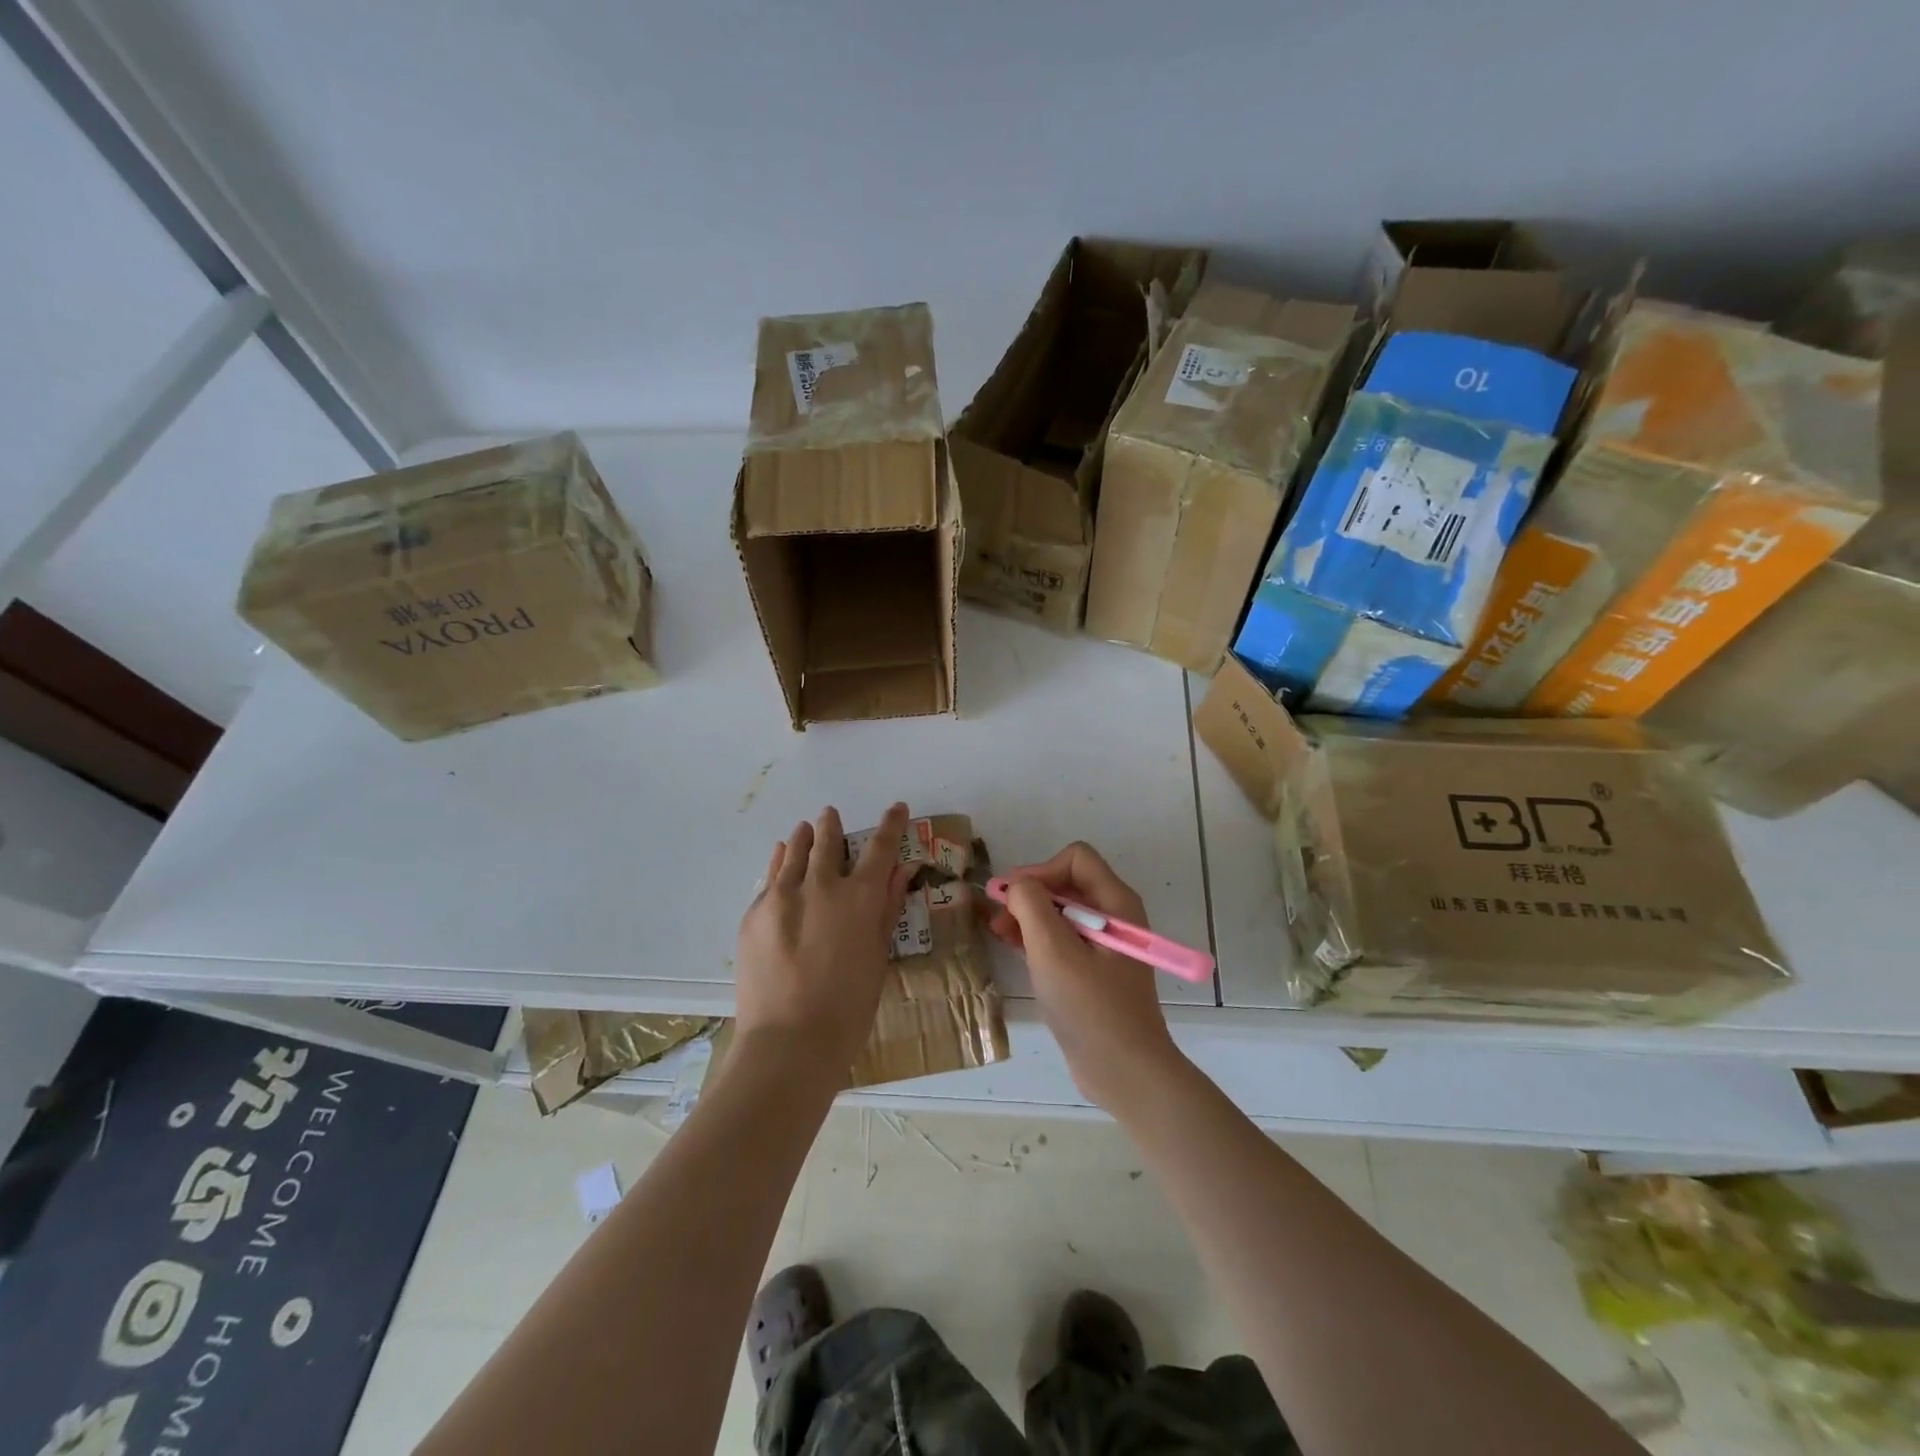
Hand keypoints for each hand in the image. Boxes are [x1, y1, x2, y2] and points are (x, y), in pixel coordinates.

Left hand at [734, 803, 913, 1085]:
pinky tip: (781, 856)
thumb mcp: (878, 955)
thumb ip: (887, 907)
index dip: (891, 824)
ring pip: (794, 851)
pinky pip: (771, 877)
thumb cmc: (849, 1006)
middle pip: (827, 841)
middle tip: (831, 816)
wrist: (789, 1041)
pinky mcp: (754, 913)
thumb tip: (902, 870)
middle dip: (832, 825)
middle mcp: (820, 885)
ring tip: (806, 828)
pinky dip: (780, 862)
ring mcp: (782, 896)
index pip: (880, 847)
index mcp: (859, 897)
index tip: (897, 807)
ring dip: (803, 837)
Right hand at [987, 842, 1181, 1110]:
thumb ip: (1031, 906)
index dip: (1040, 870)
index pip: (1075, 859)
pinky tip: (1014, 947)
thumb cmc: (1090, 1007)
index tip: (1012, 897)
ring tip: (998, 931)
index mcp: (1115, 903)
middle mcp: (1114, 916)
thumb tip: (1017, 885)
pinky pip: (1064, 938)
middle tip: (997, 915)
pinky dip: (1038, 937)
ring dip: (1029, 916)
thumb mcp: (1053, 951)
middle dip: (1030, 894)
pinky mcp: (1095, 969)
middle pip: (1067, 883)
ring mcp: (1106, 944)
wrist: (1124, 1072)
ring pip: (1062, 912)